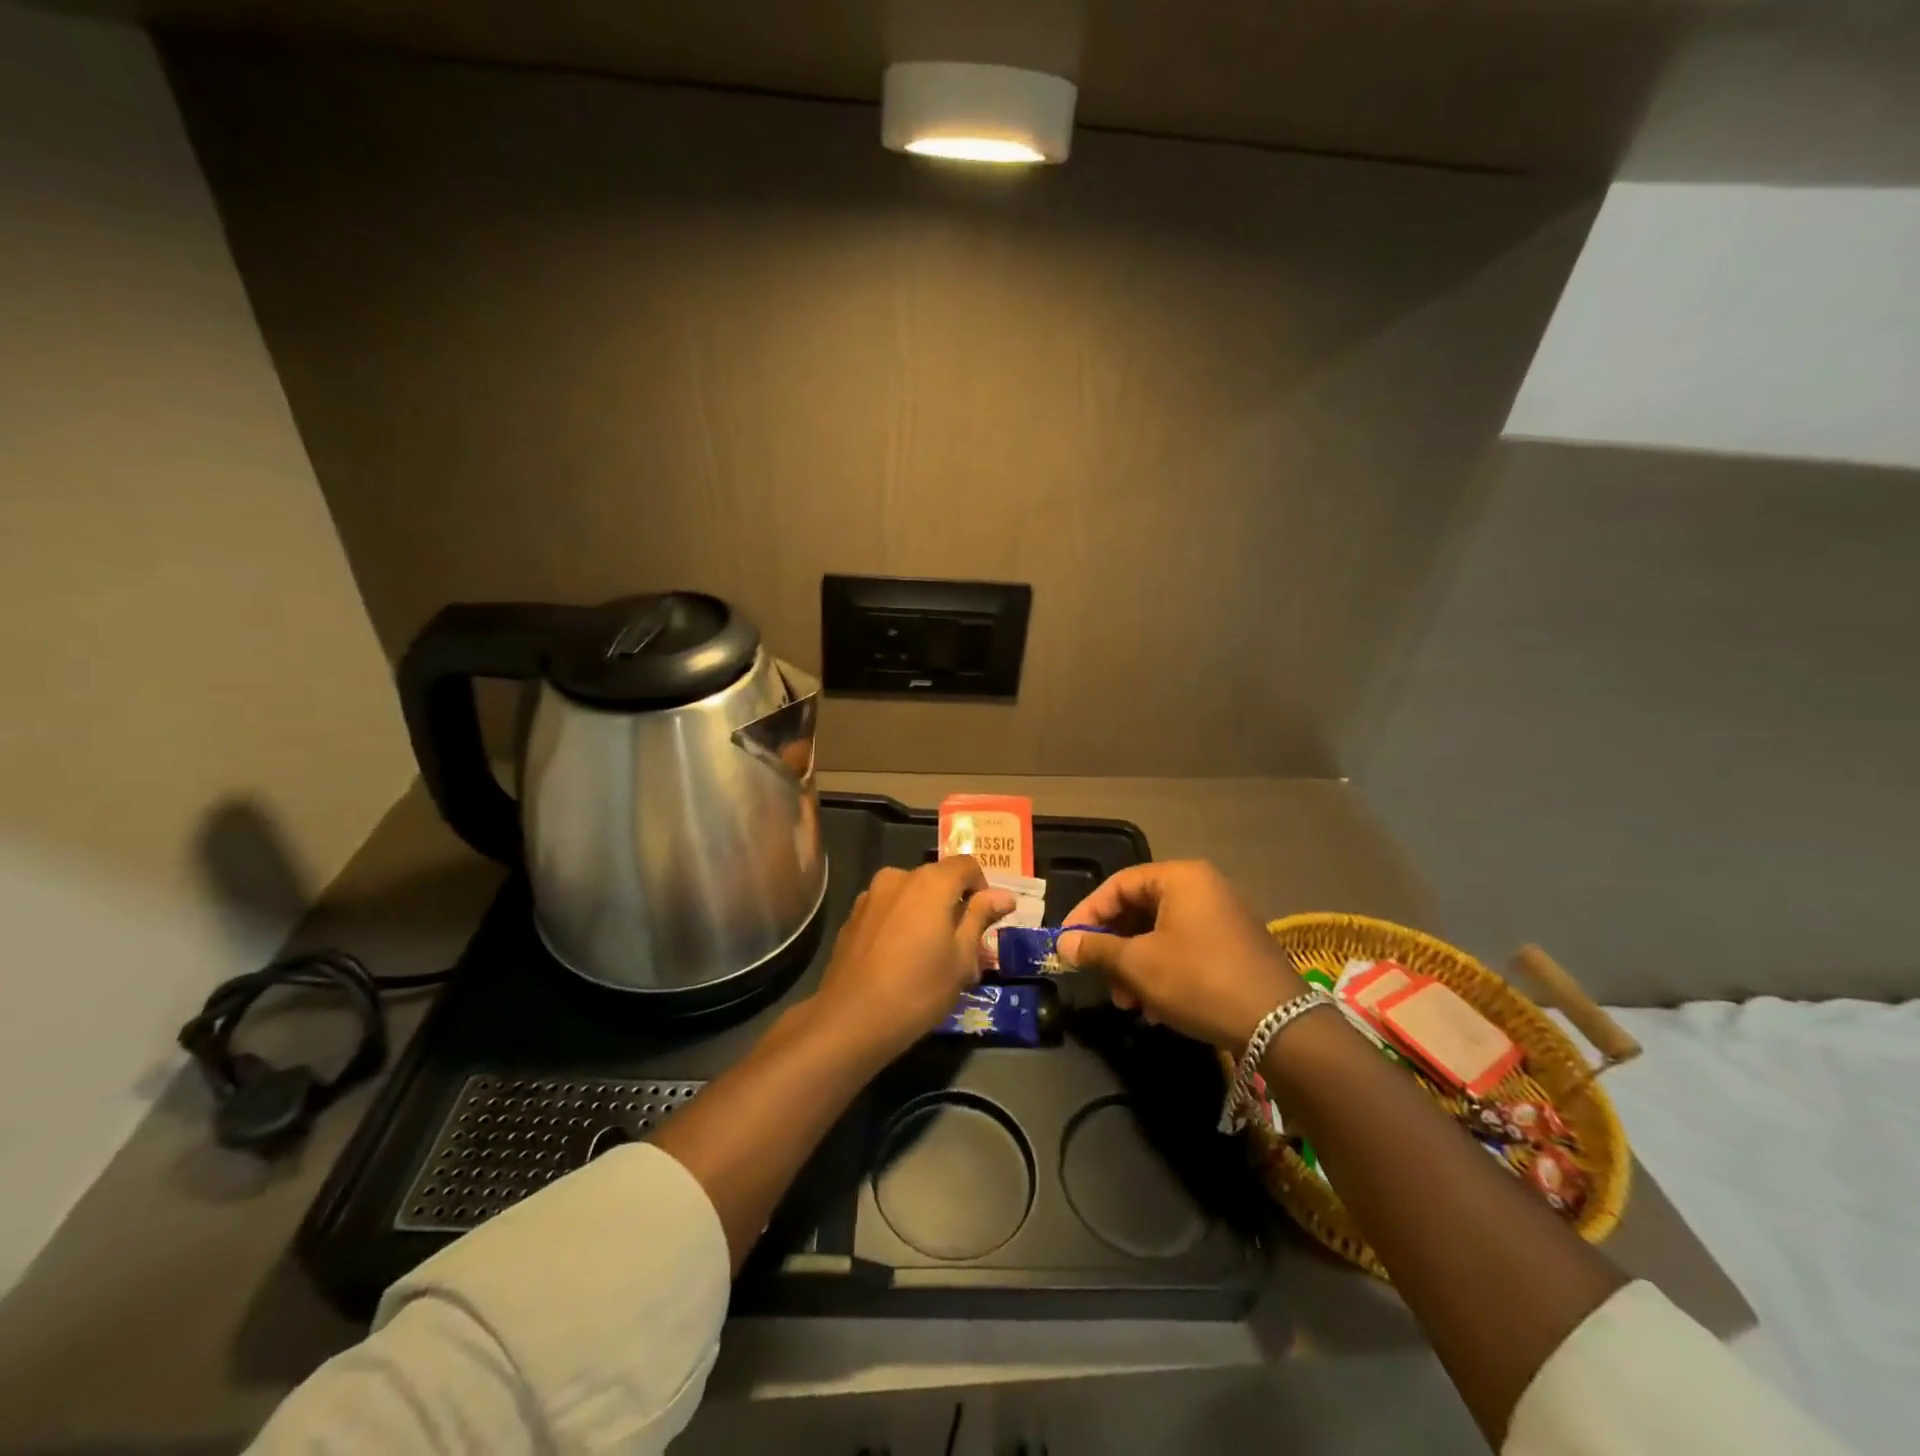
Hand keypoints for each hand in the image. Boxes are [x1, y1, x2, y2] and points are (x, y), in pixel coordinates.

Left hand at [809, 857, 1015, 1066]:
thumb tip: (1005, 896)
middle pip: (937, 880)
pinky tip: (899, 961)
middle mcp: (898, 877)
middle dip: (953, 906)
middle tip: (961, 948)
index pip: (967, 865)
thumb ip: (980, 918)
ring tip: (930, 957)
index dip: (982, 888)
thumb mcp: (961, 958)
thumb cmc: (918, 989)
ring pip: (911, 896)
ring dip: (925, 915)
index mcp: (931, 882)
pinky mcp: (852, 917)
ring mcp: (870, 896)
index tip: (985, 922)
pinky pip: (888, 911)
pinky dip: (901, 925)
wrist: (850, 1019)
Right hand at [1058, 860, 1306, 1050]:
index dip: (1087, 913)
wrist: (1279, 1025)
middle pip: (1141, 909)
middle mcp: (1204, 886)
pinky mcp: (1236, 946)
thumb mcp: (1138, 964)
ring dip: (1137, 966)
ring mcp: (1223, 916)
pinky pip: (1186, 948)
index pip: (1118, 885)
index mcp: (1180, 877)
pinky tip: (1156, 1008)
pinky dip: (1164, 971)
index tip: (1068, 943)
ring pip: (1162, 933)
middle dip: (1115, 947)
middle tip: (1099, 978)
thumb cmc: (1198, 980)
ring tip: (1129, 1003)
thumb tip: (1064, 942)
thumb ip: (1097, 948)